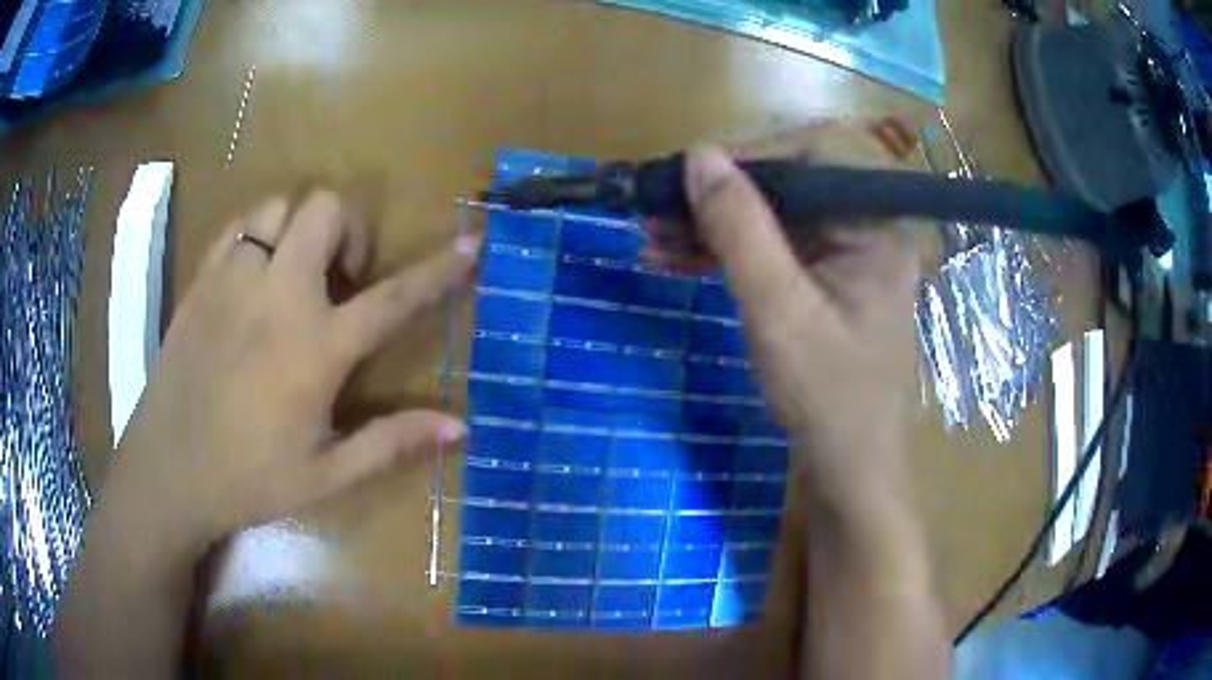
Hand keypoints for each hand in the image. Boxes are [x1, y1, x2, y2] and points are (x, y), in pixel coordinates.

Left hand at [109, 190, 479, 551]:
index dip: (439, 269)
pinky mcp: (202, 280)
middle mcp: (276, 297)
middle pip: (326, 209)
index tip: (471, 242)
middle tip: (341, 282)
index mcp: (314, 348)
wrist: (168, 470)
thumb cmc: (248, 479)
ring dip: (300, 229)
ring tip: (295, 277)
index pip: (392, 297)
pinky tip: (256, 278)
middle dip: (349, 230)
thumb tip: (459, 426)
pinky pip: (240, 225)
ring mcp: (232, 280)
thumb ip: (392, 442)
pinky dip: (260, 235)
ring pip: (279, 205)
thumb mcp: (326, 475)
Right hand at [650, 121, 921, 509]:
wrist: (849, 466)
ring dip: (717, 222)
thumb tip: (700, 155)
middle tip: (661, 211)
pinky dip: (731, 249)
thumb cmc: (827, 396)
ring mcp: (850, 252)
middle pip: (795, 178)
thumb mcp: (778, 311)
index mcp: (879, 226)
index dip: (755, 154)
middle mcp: (871, 227)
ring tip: (654, 238)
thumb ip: (740, 229)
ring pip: (778, 211)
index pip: (821, 150)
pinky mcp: (828, 275)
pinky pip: (777, 244)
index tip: (694, 178)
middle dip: (724, 193)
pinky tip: (680, 258)